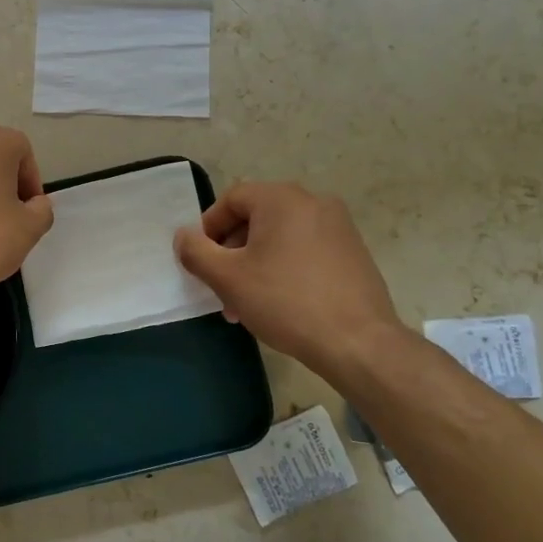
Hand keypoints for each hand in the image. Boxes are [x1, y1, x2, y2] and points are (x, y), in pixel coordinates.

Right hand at [174, 182, 411, 380]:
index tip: (200, 260)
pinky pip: (306, 250)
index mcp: (282, 198)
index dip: (208, 227)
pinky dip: (285, 268)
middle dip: (232, 251)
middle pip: (257, 218)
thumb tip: (183, 236)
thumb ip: (196, 251)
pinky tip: (279, 303)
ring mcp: (339, 227)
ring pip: (281, 237)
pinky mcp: (354, 252)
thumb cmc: (285, 301)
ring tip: (246, 304)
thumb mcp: (228, 278)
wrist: (358, 343)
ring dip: (256, 263)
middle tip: (221, 287)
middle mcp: (313, 202)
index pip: (232, 199)